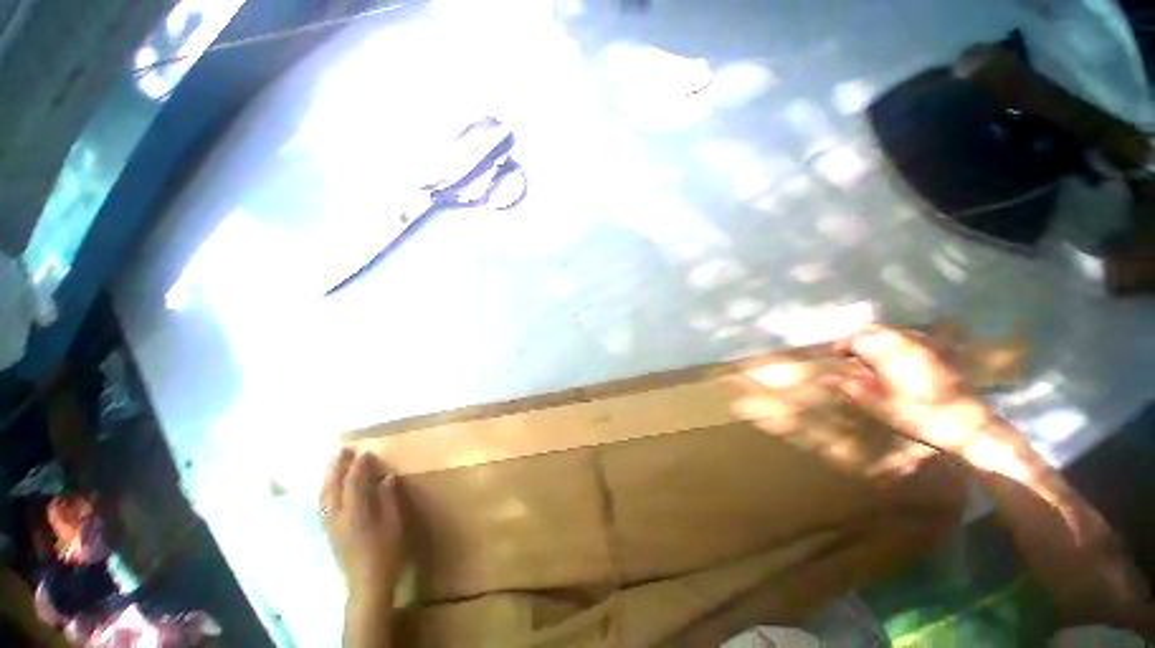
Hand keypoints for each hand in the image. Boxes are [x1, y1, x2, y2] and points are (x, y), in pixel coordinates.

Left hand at [321, 449, 404, 602]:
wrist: (367, 584)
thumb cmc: (386, 553)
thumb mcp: (394, 524)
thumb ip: (389, 499)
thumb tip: (387, 478)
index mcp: (356, 514)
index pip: (353, 483)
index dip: (359, 466)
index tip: (366, 452)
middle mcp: (338, 518)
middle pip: (332, 487)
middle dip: (336, 467)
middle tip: (343, 450)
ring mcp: (330, 526)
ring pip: (323, 496)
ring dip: (328, 477)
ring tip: (333, 463)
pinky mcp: (329, 533)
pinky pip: (323, 505)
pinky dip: (326, 490)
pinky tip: (330, 487)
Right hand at [830, 325, 997, 453]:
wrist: (965, 425)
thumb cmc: (915, 415)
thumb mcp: (877, 404)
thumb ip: (851, 387)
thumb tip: (829, 378)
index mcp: (886, 353)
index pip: (856, 339)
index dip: (842, 345)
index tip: (834, 355)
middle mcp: (904, 342)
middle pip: (873, 329)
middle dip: (857, 337)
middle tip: (848, 352)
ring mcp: (923, 345)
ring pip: (891, 332)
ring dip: (874, 339)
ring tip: (868, 355)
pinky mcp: (936, 352)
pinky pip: (907, 338)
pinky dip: (892, 343)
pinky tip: (892, 358)